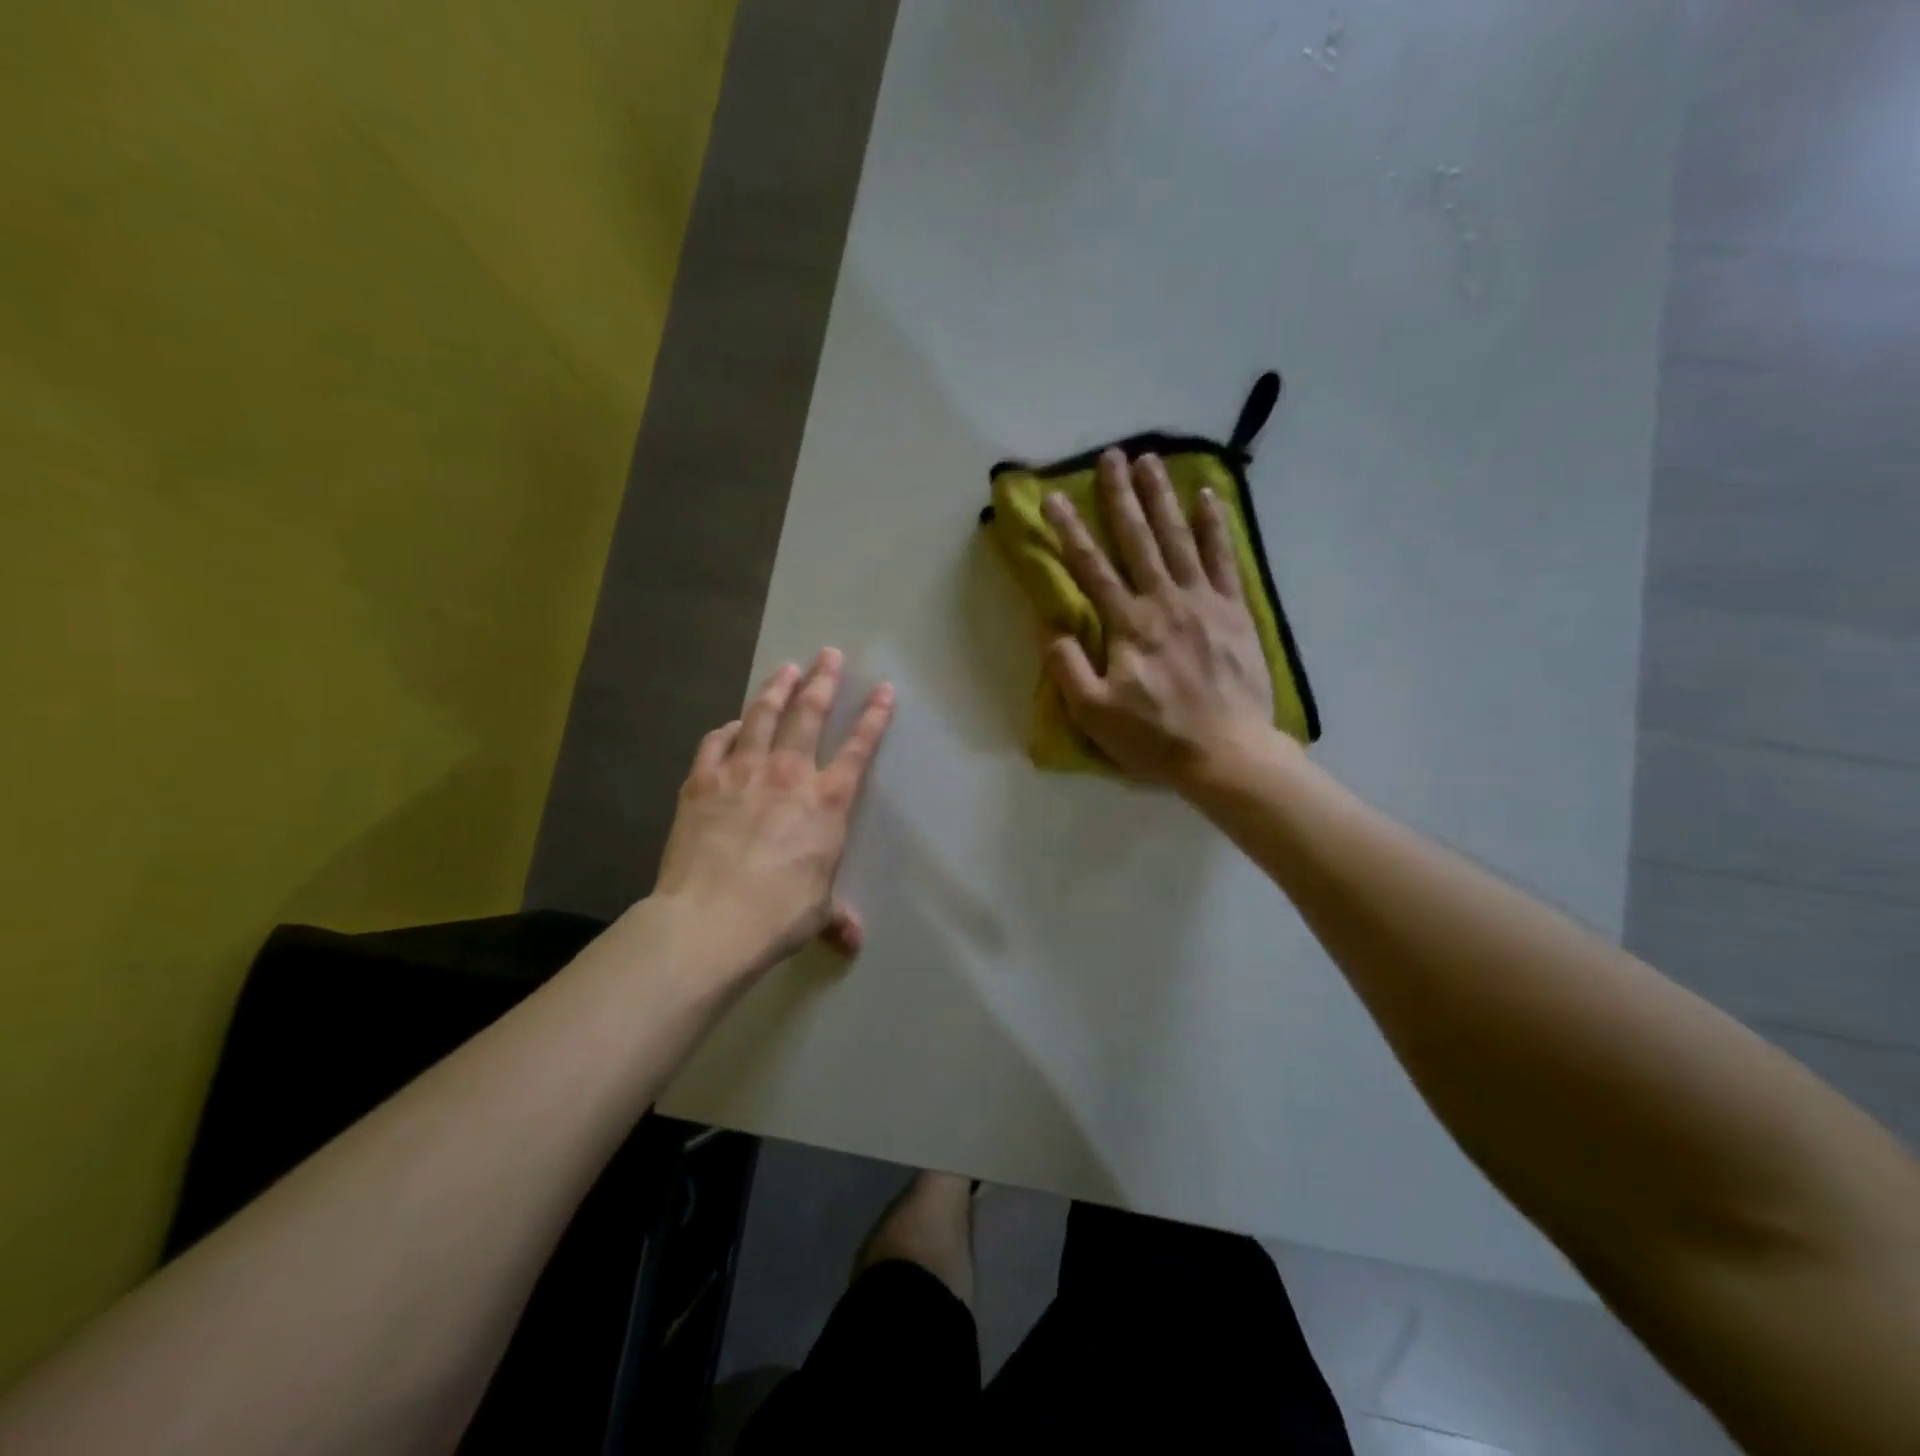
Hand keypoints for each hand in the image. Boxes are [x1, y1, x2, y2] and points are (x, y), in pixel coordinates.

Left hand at [653, 648, 893, 975]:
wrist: (710, 920)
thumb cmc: (777, 915)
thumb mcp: (816, 913)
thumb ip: (836, 916)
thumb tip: (853, 941)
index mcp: (826, 802)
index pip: (859, 748)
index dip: (874, 716)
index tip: (883, 689)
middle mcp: (788, 775)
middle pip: (808, 714)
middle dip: (822, 681)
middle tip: (828, 654)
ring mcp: (742, 772)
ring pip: (761, 716)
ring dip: (776, 689)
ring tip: (786, 669)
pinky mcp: (702, 781)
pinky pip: (716, 743)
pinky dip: (726, 730)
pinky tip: (730, 725)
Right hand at [1043, 449, 1275, 788]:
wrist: (1229, 755)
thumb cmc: (1155, 738)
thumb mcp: (1094, 714)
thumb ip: (1067, 666)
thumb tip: (1050, 624)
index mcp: (1128, 625)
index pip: (1092, 569)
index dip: (1070, 531)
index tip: (1054, 497)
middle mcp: (1164, 601)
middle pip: (1138, 539)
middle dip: (1121, 496)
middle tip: (1111, 455)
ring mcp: (1204, 602)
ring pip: (1179, 538)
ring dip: (1162, 497)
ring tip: (1151, 460)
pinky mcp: (1235, 612)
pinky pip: (1223, 559)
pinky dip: (1215, 526)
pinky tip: (1207, 497)